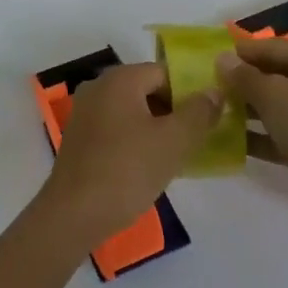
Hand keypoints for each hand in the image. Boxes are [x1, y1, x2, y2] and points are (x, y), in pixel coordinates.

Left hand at [39, 63, 220, 246]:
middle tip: (195, 140)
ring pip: (133, 111)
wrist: (74, 214)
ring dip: (156, 128)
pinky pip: (116, 128)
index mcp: (120, 78)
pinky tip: (148, 166)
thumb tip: (214, 91)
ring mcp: (85, 111)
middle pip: (148, 89)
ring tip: (176, 157)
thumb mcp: (173, 141)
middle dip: (174, 112)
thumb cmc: (127, 170)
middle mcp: (99, 86)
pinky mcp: (79, 137)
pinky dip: (135, 140)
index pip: (165, 72)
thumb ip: (199, 112)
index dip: (190, 93)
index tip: (208, 120)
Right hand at [218, 38, 287, 230]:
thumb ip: (246, 77)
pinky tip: (226, 139)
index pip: (272, 48)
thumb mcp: (277, 97)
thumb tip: (222, 59)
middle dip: (242, 81)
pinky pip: (277, 132)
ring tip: (212, 111)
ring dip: (246, 108)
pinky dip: (256, 135)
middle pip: (273, 75)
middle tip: (207, 86)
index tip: (208, 60)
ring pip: (274, 105)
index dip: (241, 53)